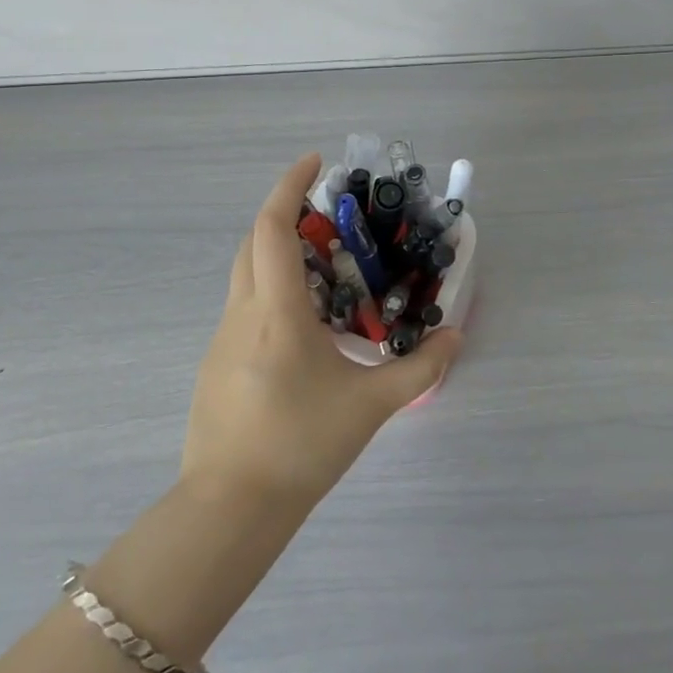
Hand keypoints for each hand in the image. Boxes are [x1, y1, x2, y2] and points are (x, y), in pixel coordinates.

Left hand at [180, 154, 461, 508]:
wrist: (229, 510)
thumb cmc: (301, 446)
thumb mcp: (370, 405)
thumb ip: (419, 367)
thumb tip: (455, 337)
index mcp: (276, 312)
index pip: (272, 229)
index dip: (290, 187)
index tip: (314, 162)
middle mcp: (242, 314)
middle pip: (254, 243)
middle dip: (284, 214)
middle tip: (328, 214)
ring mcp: (222, 340)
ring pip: (246, 276)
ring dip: (279, 255)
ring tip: (326, 270)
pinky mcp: (217, 364)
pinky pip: (245, 308)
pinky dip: (272, 292)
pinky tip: (304, 327)